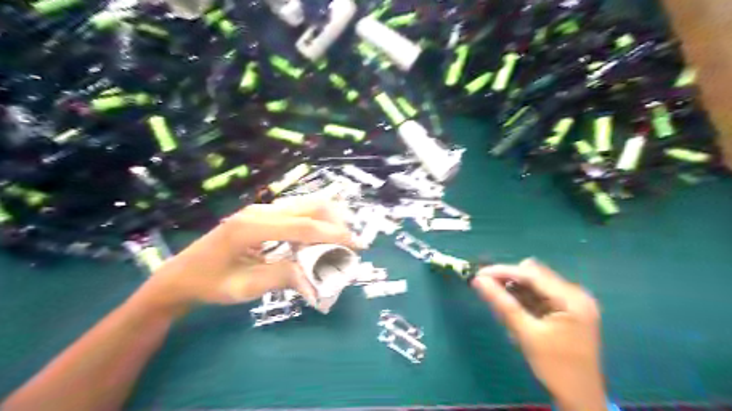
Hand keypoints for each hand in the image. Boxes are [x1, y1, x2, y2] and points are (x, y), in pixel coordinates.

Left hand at [137, 197, 357, 315]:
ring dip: (327, 221)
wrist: (182, 274)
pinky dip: (315, 224)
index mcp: (251, 227)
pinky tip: (317, 242)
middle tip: (348, 245)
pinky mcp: (265, 214)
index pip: (302, 226)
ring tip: (337, 243)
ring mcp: (262, 209)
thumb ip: (282, 278)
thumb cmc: (209, 283)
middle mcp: (260, 210)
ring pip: (307, 205)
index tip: (355, 245)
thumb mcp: (244, 288)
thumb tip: (316, 280)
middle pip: (310, 206)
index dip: (332, 235)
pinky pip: (298, 213)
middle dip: (335, 223)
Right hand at [476, 260, 606, 410]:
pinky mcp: (568, 309)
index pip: (532, 274)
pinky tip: (510, 306)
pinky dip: (523, 298)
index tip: (478, 274)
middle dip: (508, 279)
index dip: (503, 271)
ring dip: (514, 288)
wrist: (580, 398)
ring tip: (496, 298)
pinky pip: (540, 295)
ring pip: (535, 284)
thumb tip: (478, 280)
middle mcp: (576, 294)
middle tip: (485, 286)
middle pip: (534, 275)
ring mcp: (573, 302)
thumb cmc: (555, 367)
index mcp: (572, 299)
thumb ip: (502, 303)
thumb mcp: (526, 333)